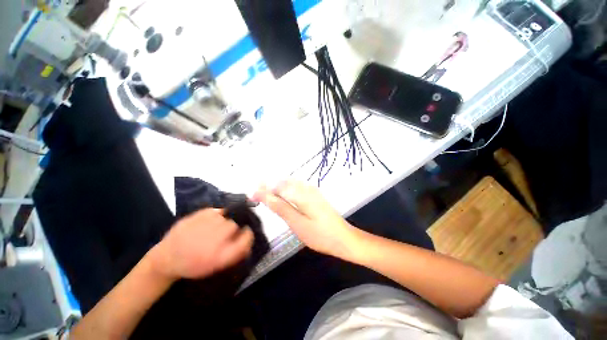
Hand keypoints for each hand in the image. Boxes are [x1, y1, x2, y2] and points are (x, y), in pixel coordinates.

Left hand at [149, 209, 253, 280]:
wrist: (167, 258)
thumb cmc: (194, 264)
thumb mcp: (217, 265)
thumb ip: (237, 252)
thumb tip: (250, 237)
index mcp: (221, 255)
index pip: (246, 237)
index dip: (248, 235)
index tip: (245, 234)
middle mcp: (215, 238)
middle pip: (236, 225)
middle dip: (234, 228)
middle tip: (226, 233)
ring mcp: (206, 224)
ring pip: (227, 216)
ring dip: (225, 221)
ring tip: (215, 228)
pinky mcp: (198, 215)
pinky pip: (217, 210)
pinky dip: (217, 215)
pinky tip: (209, 222)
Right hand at [253, 180, 357, 257]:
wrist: (344, 238)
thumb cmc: (320, 235)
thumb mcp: (298, 224)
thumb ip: (281, 208)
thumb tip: (266, 196)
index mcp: (302, 194)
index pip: (278, 187)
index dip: (264, 189)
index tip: (251, 195)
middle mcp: (307, 188)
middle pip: (283, 182)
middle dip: (269, 187)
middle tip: (256, 195)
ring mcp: (312, 191)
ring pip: (290, 184)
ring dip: (277, 187)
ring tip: (265, 195)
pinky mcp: (315, 196)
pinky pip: (297, 188)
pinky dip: (286, 190)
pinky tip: (282, 196)